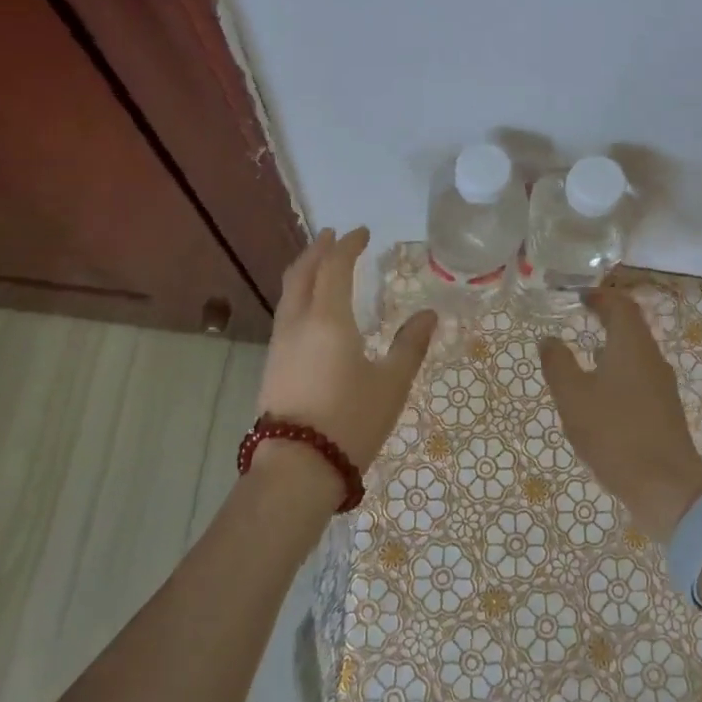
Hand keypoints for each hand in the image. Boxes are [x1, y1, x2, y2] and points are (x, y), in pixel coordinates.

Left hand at [255, 228, 436, 494]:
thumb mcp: (391, 384)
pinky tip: (310, 308)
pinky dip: (298, 294)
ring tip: (320, 264)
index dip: (348, 245)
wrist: (296, 468)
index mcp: (328, 318)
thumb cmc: (350, 421)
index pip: (335, 266)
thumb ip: (410, 345)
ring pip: (289, 292)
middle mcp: (298, 322)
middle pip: (302, 271)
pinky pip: (285, 312)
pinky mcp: (272, 364)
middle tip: (333, 236)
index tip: (361, 232)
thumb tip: (429, 315)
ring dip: (305, 270)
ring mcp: (280, 343)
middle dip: (318, 249)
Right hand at [538, 288, 701, 541]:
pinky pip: (639, 376)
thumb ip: (558, 364)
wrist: (667, 488)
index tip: (579, 295)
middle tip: (579, 317)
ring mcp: (662, 386)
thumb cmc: (616, 434)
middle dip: (606, 318)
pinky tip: (601, 393)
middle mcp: (652, 359)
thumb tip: (548, 339)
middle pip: (632, 327)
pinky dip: (619, 370)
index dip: (600, 296)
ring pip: (636, 353)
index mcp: (632, 346)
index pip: (621, 305)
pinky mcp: (664, 411)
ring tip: (585, 352)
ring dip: (612, 345)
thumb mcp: (574, 397)